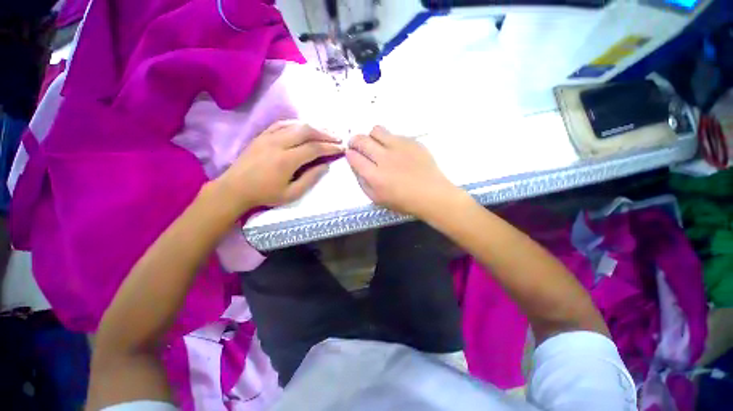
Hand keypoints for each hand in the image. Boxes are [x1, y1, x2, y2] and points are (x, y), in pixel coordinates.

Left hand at [215, 121, 342, 211]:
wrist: (234, 188)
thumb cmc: (265, 194)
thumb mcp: (291, 194)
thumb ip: (310, 179)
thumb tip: (325, 166)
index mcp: (286, 160)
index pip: (314, 148)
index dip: (330, 147)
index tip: (342, 148)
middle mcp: (278, 143)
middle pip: (307, 131)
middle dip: (325, 134)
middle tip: (338, 138)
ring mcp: (268, 136)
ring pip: (296, 125)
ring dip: (314, 128)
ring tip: (326, 133)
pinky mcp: (262, 135)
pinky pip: (282, 124)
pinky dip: (297, 124)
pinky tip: (305, 128)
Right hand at [346, 126, 458, 217]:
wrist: (432, 195)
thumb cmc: (404, 201)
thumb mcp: (377, 199)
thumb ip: (363, 182)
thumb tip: (356, 166)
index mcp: (375, 176)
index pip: (354, 157)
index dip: (349, 154)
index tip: (351, 154)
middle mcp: (385, 158)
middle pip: (361, 140)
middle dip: (354, 141)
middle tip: (357, 145)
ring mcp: (399, 147)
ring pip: (377, 130)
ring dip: (371, 136)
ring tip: (376, 144)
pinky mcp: (412, 142)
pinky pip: (394, 134)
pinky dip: (389, 140)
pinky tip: (396, 151)